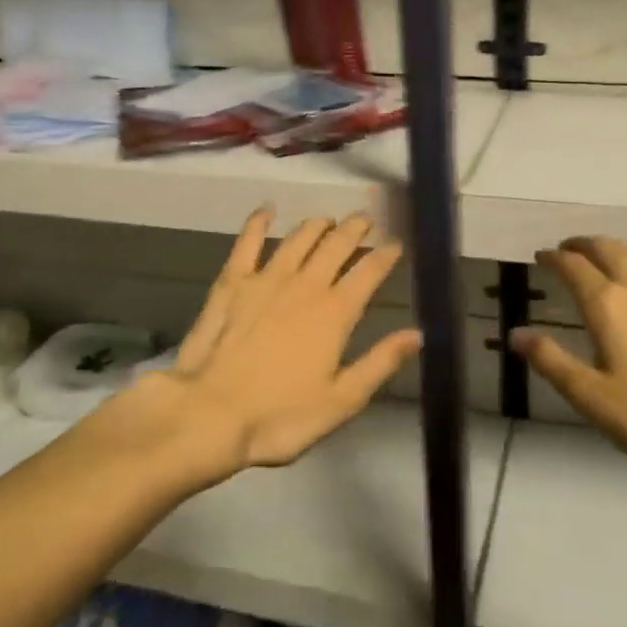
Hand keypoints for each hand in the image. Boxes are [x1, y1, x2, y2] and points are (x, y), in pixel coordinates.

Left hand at [79, 210, 420, 489]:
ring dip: (317, 225)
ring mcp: (266, 278)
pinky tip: (266, 210)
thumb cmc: (280, 416)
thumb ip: (380, 363)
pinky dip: (258, 222)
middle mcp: (306, 284)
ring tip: (328, 219)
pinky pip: (248, 242)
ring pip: (299, 238)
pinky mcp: (232, 282)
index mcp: (335, 312)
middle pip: (336, 245)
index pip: (369, 272)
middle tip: (366, 219)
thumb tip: (417, 334)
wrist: (210, 414)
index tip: (396, 243)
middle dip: (355, 228)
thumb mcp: (341, 401)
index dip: (386, 254)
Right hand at [514, 237, 626, 510]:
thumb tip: (516, 334)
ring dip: (614, 250)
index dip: (554, 258)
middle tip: (568, 248)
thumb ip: (552, 361)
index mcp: (607, 304)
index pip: (574, 266)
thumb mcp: (591, 397)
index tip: (541, 256)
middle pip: (608, 249)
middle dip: (584, 244)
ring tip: (603, 257)